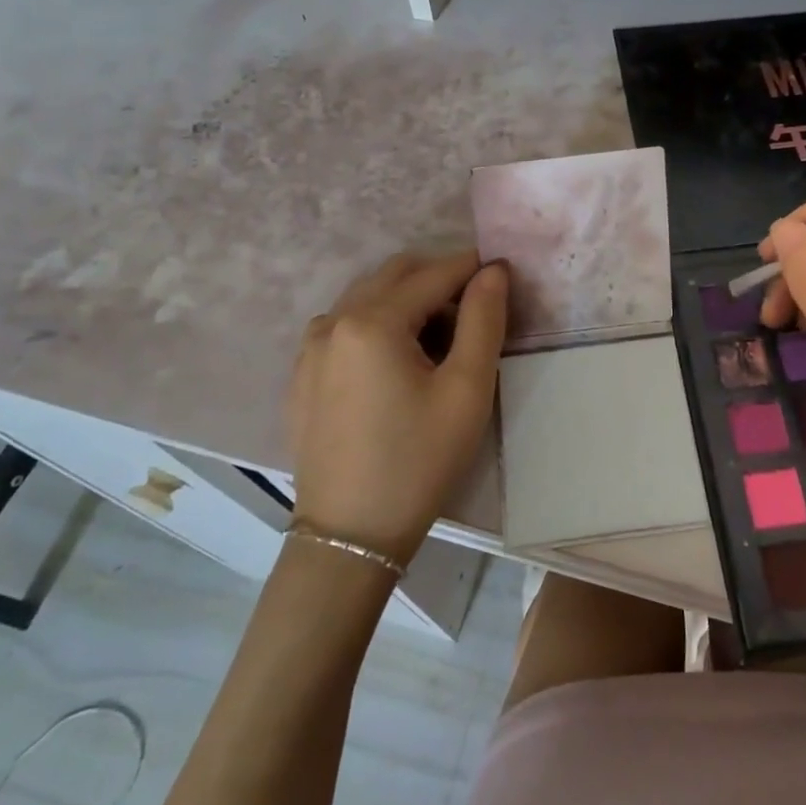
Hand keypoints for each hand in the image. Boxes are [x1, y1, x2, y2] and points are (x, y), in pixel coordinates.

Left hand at [288, 251, 507, 564]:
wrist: (351, 535)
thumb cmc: (418, 461)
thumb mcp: (466, 390)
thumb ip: (484, 320)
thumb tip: (493, 271)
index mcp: (372, 322)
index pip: (433, 274)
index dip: (472, 269)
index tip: (502, 275)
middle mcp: (333, 321)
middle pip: (395, 276)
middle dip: (439, 279)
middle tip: (474, 309)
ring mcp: (310, 348)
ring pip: (367, 298)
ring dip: (407, 300)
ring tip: (439, 338)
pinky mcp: (302, 374)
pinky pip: (345, 326)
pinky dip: (378, 323)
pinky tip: (398, 362)